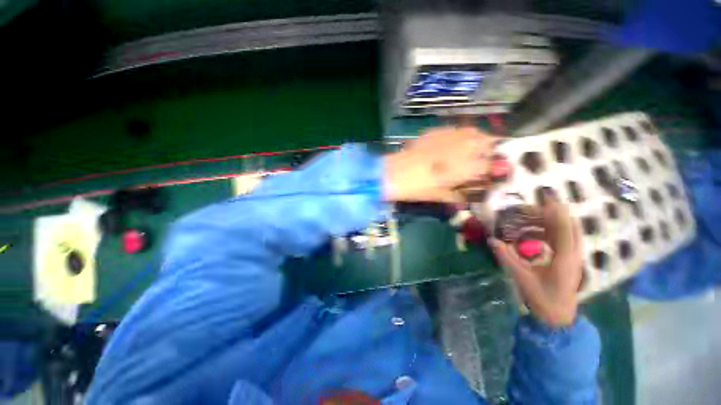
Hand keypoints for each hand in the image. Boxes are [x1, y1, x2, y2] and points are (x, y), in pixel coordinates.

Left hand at [383, 127, 498, 202]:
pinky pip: (456, 129)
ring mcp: (450, 136)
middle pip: (489, 143)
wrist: (395, 172)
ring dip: (479, 139)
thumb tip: (468, 197)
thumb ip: (459, 195)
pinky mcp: (437, 131)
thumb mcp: (440, 196)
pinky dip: (461, 135)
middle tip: (487, 158)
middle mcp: (464, 148)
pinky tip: (454, 142)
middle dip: (492, 150)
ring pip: (475, 132)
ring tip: (473, 148)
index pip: (493, 165)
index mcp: (467, 168)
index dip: (497, 169)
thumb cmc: (419, 189)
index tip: (498, 171)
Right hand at [489, 191, 582, 326]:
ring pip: (568, 231)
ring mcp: (574, 256)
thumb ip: (506, 257)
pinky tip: (536, 231)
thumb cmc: (542, 298)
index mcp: (564, 258)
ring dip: (552, 221)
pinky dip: (552, 230)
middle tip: (531, 207)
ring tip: (531, 216)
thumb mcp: (521, 277)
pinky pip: (564, 238)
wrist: (559, 316)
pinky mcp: (570, 259)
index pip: (564, 228)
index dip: (556, 211)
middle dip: (553, 213)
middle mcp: (573, 254)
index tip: (545, 198)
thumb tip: (492, 240)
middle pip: (569, 226)